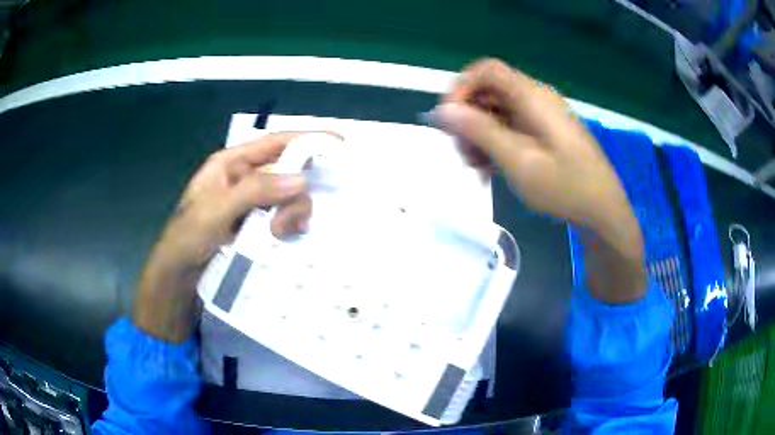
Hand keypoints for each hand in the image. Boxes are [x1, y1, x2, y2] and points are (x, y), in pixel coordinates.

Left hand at [134, 132, 334, 341]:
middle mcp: (246, 179)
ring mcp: (254, 205)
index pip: (274, 143)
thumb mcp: (215, 211)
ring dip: (292, 214)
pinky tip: (283, 240)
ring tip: (279, 236)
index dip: (306, 138)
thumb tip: (302, 180)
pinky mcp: (259, 227)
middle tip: (288, 222)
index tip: (338, 142)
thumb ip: (255, 192)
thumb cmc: (187, 238)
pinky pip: (285, 219)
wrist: (180, 278)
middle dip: (296, 193)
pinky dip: (290, 227)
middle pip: (287, 172)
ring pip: (289, 198)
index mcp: (232, 164)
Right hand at [429, 59, 644, 302]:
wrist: (603, 210)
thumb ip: (479, 131)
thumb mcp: (518, 161)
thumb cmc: (565, 187)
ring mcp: (542, 116)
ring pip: (498, 112)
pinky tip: (491, 169)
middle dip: (468, 118)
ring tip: (476, 168)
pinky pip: (511, 127)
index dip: (462, 87)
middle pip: (489, 92)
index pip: (486, 71)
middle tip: (462, 153)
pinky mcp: (545, 133)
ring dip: (480, 135)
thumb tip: (441, 110)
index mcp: (532, 97)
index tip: (450, 120)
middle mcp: (536, 99)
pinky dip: (496, 143)